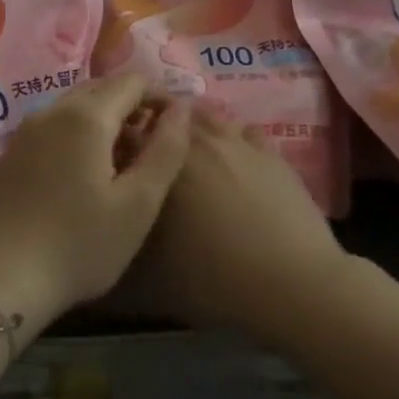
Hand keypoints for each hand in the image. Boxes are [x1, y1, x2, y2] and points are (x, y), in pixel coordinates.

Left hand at [0, 73, 191, 330]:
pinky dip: (79, 133)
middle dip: (133, 104)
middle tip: (154, 143)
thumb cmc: (78, 245)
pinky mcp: (10, 154)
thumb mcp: (138, 204)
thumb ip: (166, 150)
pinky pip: (54, 126)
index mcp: (87, 116)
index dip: (162, 96)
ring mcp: (26, 132)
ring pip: (75, 106)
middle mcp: (52, 111)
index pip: (133, 81)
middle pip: (101, 88)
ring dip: (106, 118)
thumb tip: (182, 108)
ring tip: (125, 158)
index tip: (178, 127)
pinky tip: (86, 171)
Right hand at [121, 112, 351, 338]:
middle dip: (153, 128)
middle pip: (167, 115)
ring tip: (188, 153)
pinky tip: (231, 162)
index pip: (127, 133)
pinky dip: (231, 139)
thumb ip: (122, 242)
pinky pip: (243, 132)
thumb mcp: (150, 275)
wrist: (292, 284)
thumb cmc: (213, 279)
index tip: (111, 160)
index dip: (115, 142)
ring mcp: (237, 141)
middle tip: (148, 156)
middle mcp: (197, 140)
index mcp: (161, 161)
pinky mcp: (271, 153)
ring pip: (207, 117)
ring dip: (191, 128)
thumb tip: (106, 229)